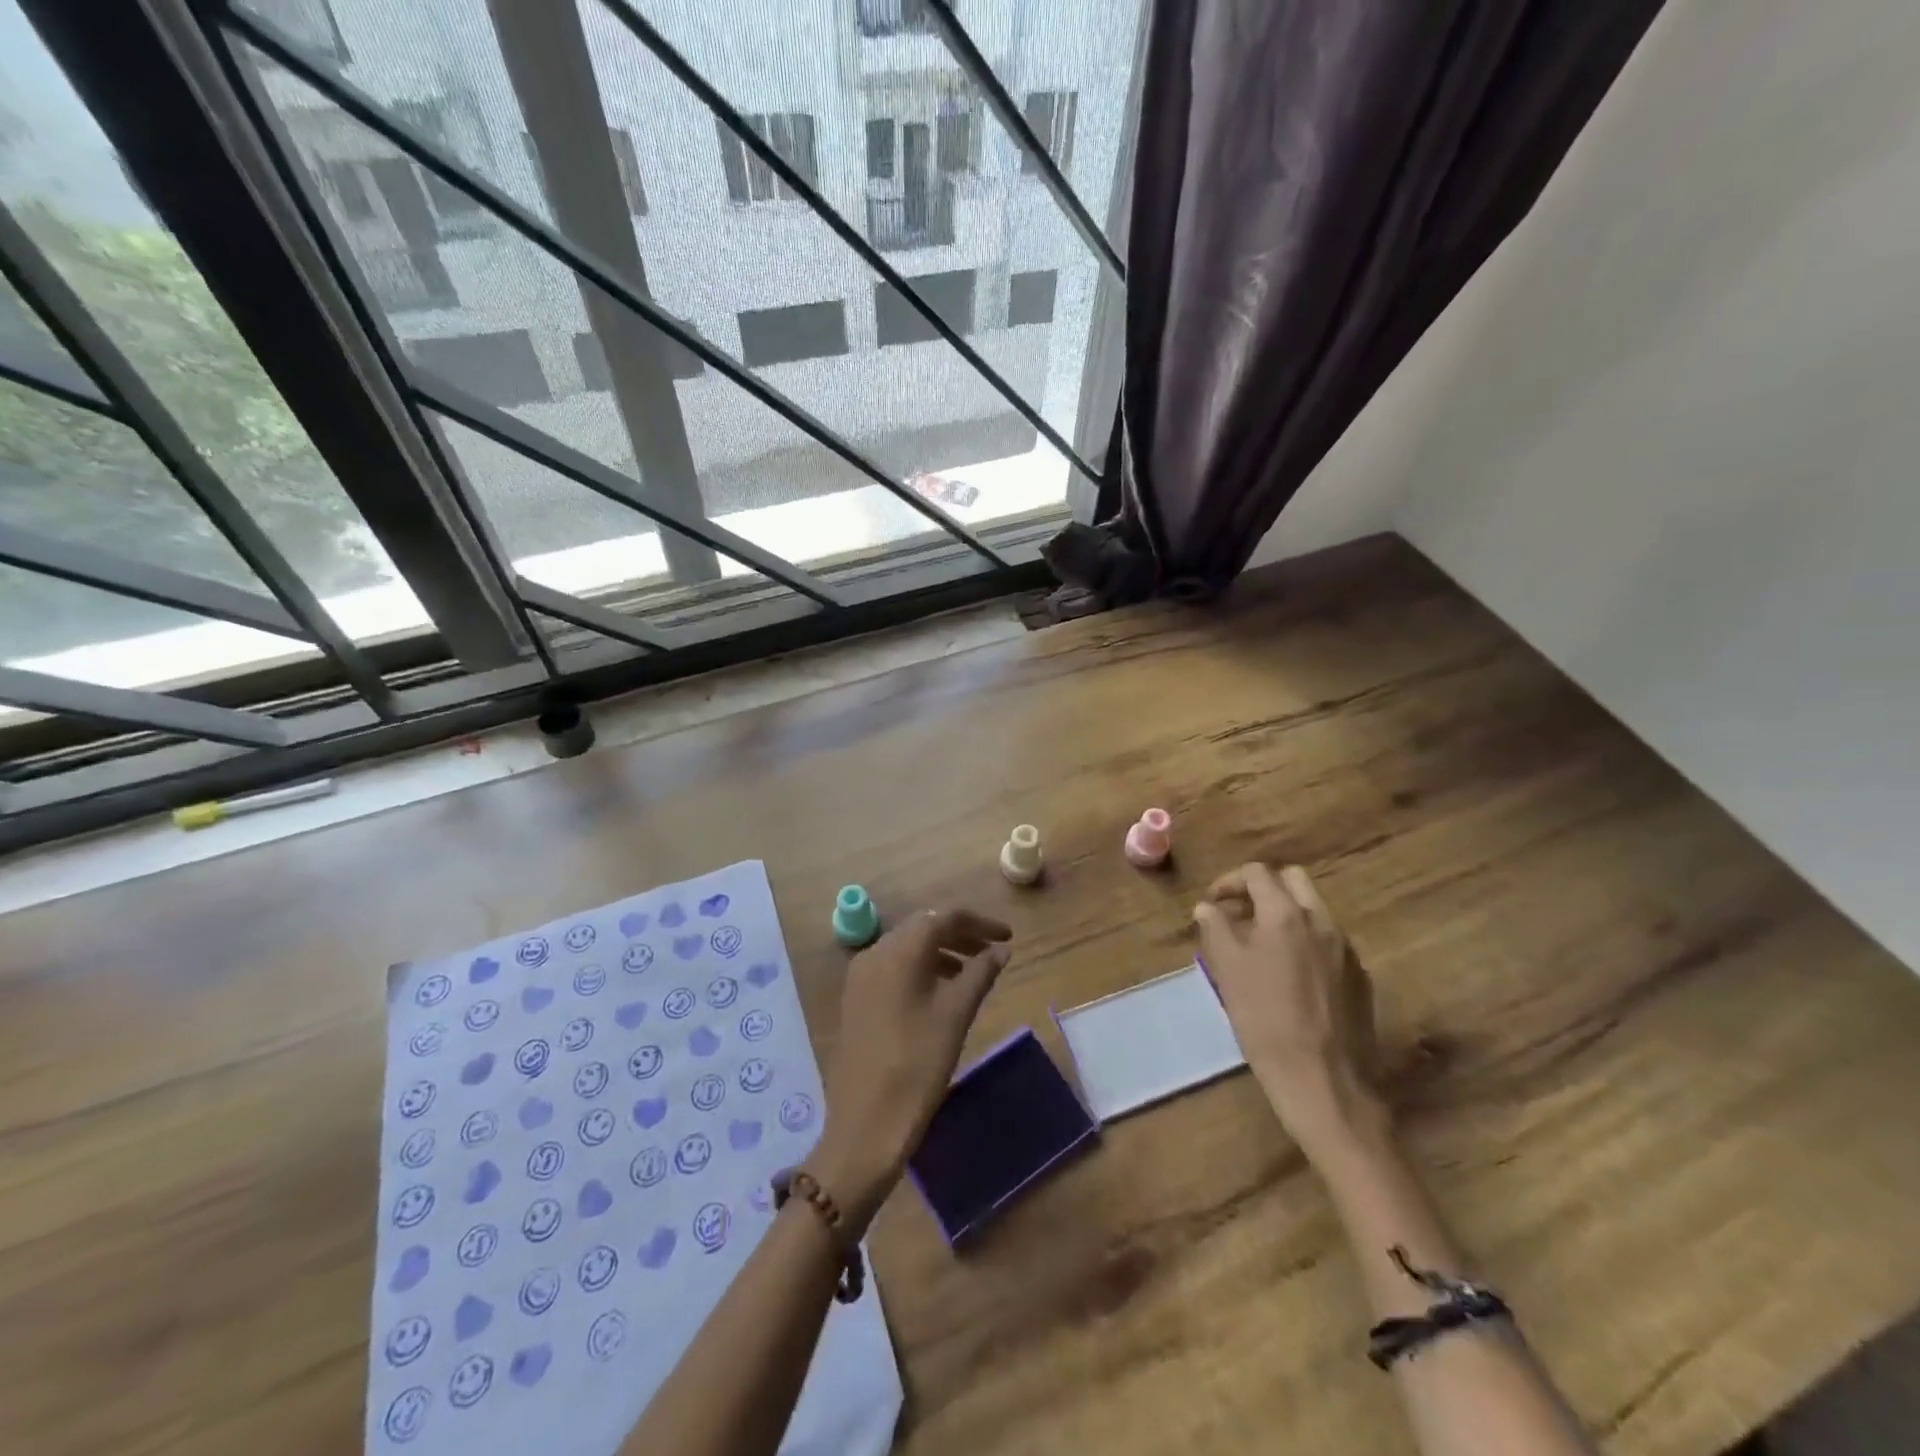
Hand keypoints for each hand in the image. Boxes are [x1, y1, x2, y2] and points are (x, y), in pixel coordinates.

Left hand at [812, 909, 1011, 1230]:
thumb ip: (980, 973)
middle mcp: (875, 953)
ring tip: (972, 972)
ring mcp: (860, 976)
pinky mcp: (856, 999)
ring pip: (907, 947)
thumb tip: (1001, 949)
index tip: (1008, 937)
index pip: (944, 917)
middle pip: (923, 927)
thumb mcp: (955, 1015)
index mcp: (899, 951)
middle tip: (992, 951)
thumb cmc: (917, 1065)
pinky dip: (920, 968)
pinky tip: (940, 991)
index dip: (980, 923)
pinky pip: (893, 967)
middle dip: (960, 934)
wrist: (865, 1124)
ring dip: (941, 951)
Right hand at [1193, 863, 1387, 1162]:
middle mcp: (1322, 921)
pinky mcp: (1359, 977)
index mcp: (1286, 914)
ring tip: (1259, 946)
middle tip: (1238, 914)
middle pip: (1293, 880)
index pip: (1258, 873)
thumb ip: (1215, 929)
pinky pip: (1328, 941)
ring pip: (1313, 910)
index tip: (1213, 902)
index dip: (1229, 881)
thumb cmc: (1265, 1020)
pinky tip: (1289, 975)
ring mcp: (1346, 949)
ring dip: (1284, 914)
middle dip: (1262, 889)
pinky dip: (1304, 941)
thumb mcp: (1227, 971)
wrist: (1325, 1082)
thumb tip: (1208, 908)